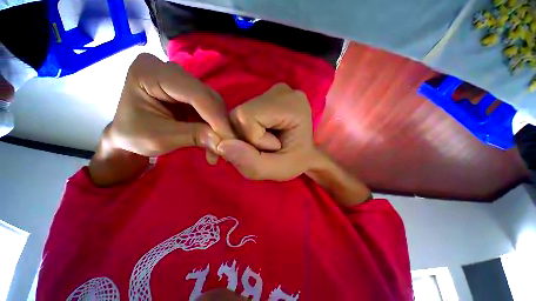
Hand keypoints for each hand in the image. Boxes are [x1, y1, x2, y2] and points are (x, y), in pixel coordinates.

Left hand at [108, 53, 233, 158]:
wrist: (129, 136)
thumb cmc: (134, 137)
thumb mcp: (160, 139)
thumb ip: (193, 137)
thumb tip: (223, 142)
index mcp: (150, 72)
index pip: (195, 93)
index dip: (216, 117)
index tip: (230, 140)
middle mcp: (169, 69)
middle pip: (207, 95)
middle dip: (220, 122)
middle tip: (229, 144)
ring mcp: (181, 79)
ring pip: (213, 101)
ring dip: (220, 125)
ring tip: (222, 144)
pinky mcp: (190, 91)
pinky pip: (211, 106)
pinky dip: (216, 123)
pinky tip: (216, 137)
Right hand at [217, 83, 319, 180]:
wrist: (303, 154)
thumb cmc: (295, 161)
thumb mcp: (277, 170)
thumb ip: (250, 162)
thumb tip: (221, 145)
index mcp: (291, 104)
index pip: (246, 117)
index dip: (253, 140)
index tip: (274, 148)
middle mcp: (281, 91)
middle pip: (239, 115)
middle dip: (246, 139)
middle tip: (265, 148)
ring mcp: (272, 91)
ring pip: (237, 116)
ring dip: (244, 136)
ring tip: (264, 143)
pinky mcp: (264, 97)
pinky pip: (240, 115)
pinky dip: (245, 131)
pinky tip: (261, 135)